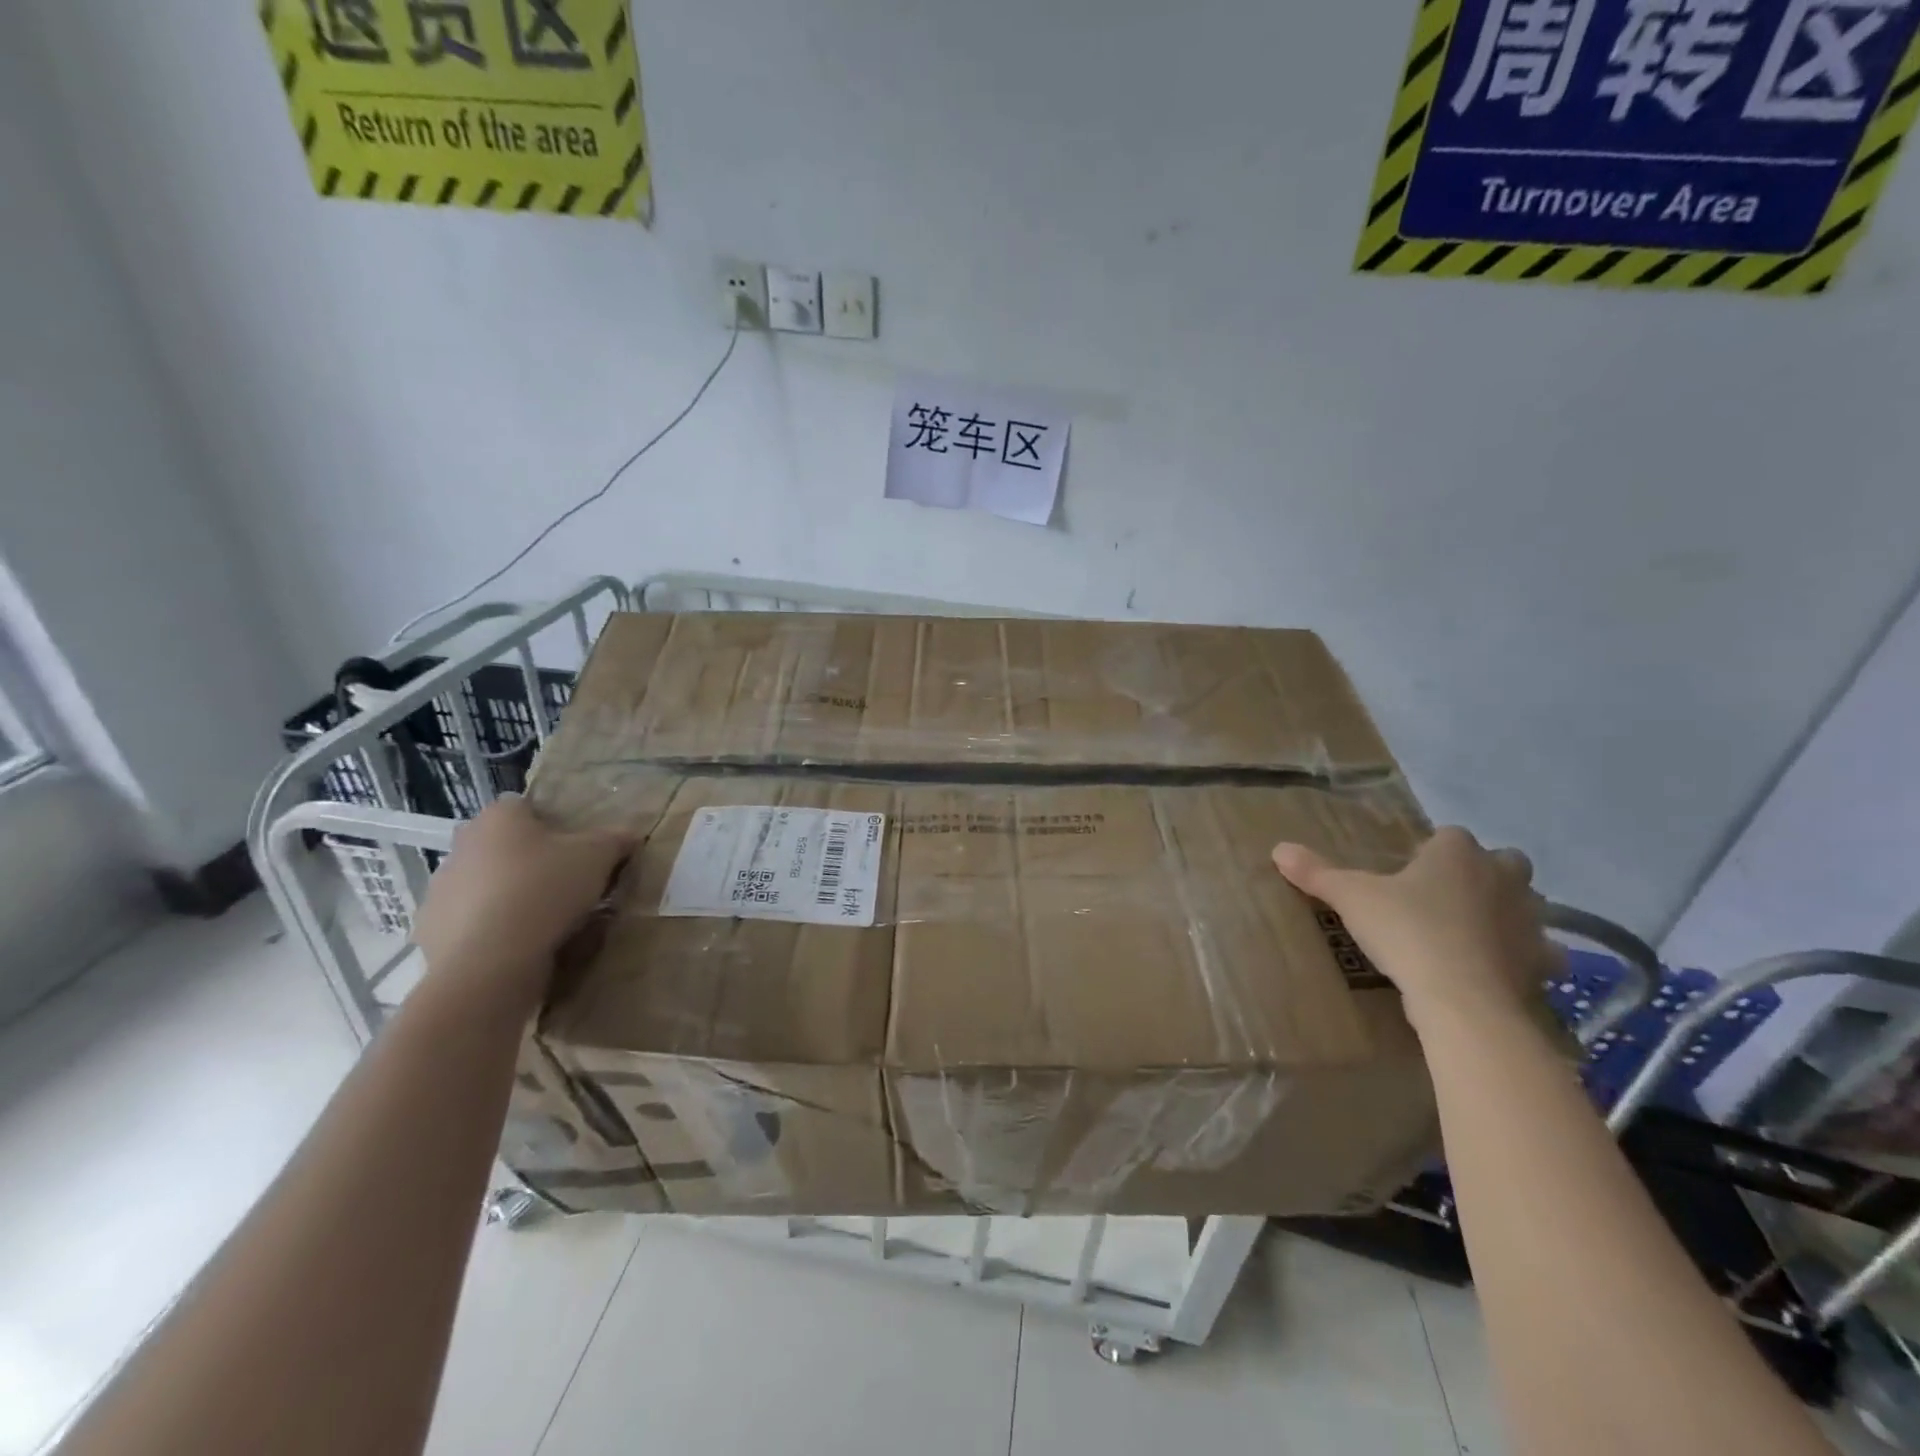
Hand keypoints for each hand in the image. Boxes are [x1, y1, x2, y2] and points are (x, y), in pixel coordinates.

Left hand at [410, 796, 629, 1012]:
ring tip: (546, 920)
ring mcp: (441, 889)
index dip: (551, 823)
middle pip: (503, 845)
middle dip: (530, 860)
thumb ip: (616, 840)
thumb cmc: (545, 891)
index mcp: (499, 818)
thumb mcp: (599, 857)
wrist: (488, 963)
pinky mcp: (432, 930)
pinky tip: (520, 946)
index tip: (575, 847)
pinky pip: (471, 922)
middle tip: (565, 883)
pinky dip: (492, 929)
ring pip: (486, 884)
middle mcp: (462, 846)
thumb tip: (630, 835)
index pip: (523, 805)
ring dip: (509, 895)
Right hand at [1272, 826, 1560, 1032]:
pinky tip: (1503, 969)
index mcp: (1456, 852)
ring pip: (1529, 904)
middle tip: (1447, 896)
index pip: (1450, 836)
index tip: (1410, 874)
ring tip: (1473, 932)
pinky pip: (1541, 952)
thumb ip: (1316, 872)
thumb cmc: (1406, 931)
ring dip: (1509, 912)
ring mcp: (1529, 919)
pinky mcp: (1542, 961)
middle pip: (1504, 862)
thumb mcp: (1350, 898)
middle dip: (1485, 873)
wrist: (1460, 996)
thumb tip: (1278, 849)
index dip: (1431, 852)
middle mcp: (1501, 876)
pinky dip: (1528, 957)